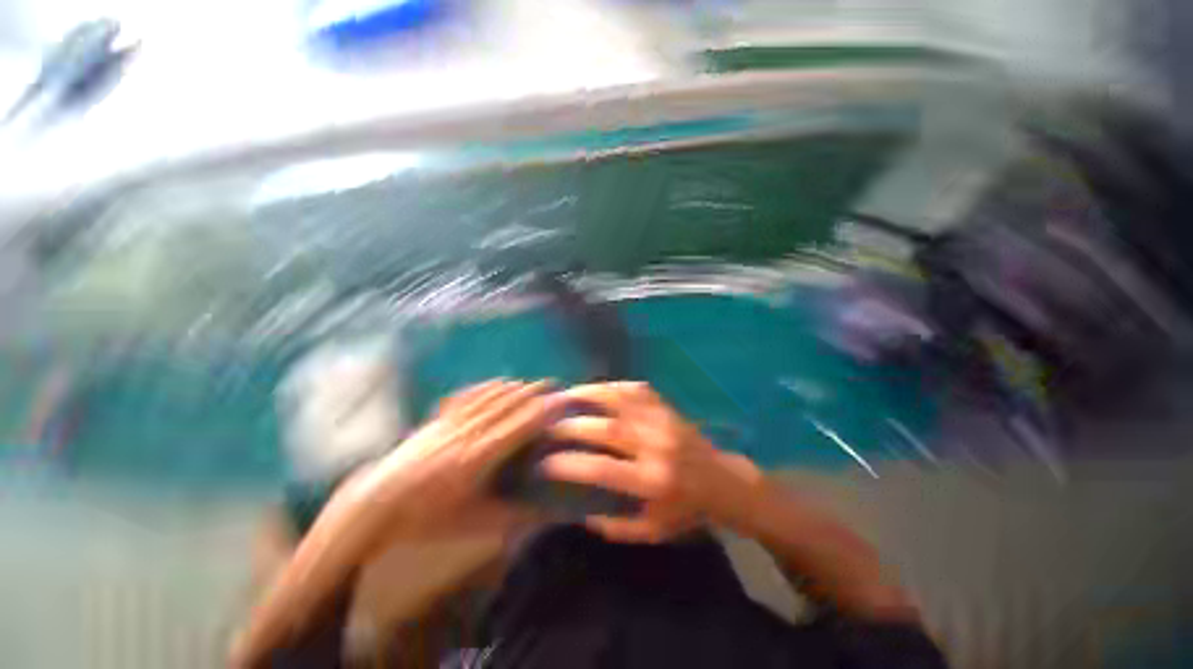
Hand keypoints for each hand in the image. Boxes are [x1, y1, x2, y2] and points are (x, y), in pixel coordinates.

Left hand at [344, 379, 555, 542]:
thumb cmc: (430, 520)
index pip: (521, 425)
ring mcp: (452, 422)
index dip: (543, 410)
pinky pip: (469, 395)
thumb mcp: (476, 524)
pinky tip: (497, 382)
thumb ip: (516, 516)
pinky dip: (488, 386)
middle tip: (554, 384)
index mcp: (481, 457)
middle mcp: (470, 432)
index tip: (561, 401)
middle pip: (508, 404)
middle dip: (534, 392)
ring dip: (515, 387)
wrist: (376, 507)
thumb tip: (550, 513)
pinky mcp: (438, 419)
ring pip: (490, 397)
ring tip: (532, 383)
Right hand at [541, 382, 758, 542]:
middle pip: (608, 428)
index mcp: (654, 480)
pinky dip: (613, 386)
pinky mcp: (667, 407)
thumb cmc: (687, 510)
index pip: (603, 469)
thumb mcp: (653, 531)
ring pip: (620, 399)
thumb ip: (615, 526)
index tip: (544, 464)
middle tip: (546, 425)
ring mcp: (663, 420)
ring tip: (564, 395)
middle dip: (571, 425)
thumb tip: (579, 512)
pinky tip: (596, 388)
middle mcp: (657, 445)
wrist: (723, 482)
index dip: (570, 465)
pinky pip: (636, 389)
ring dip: (588, 395)